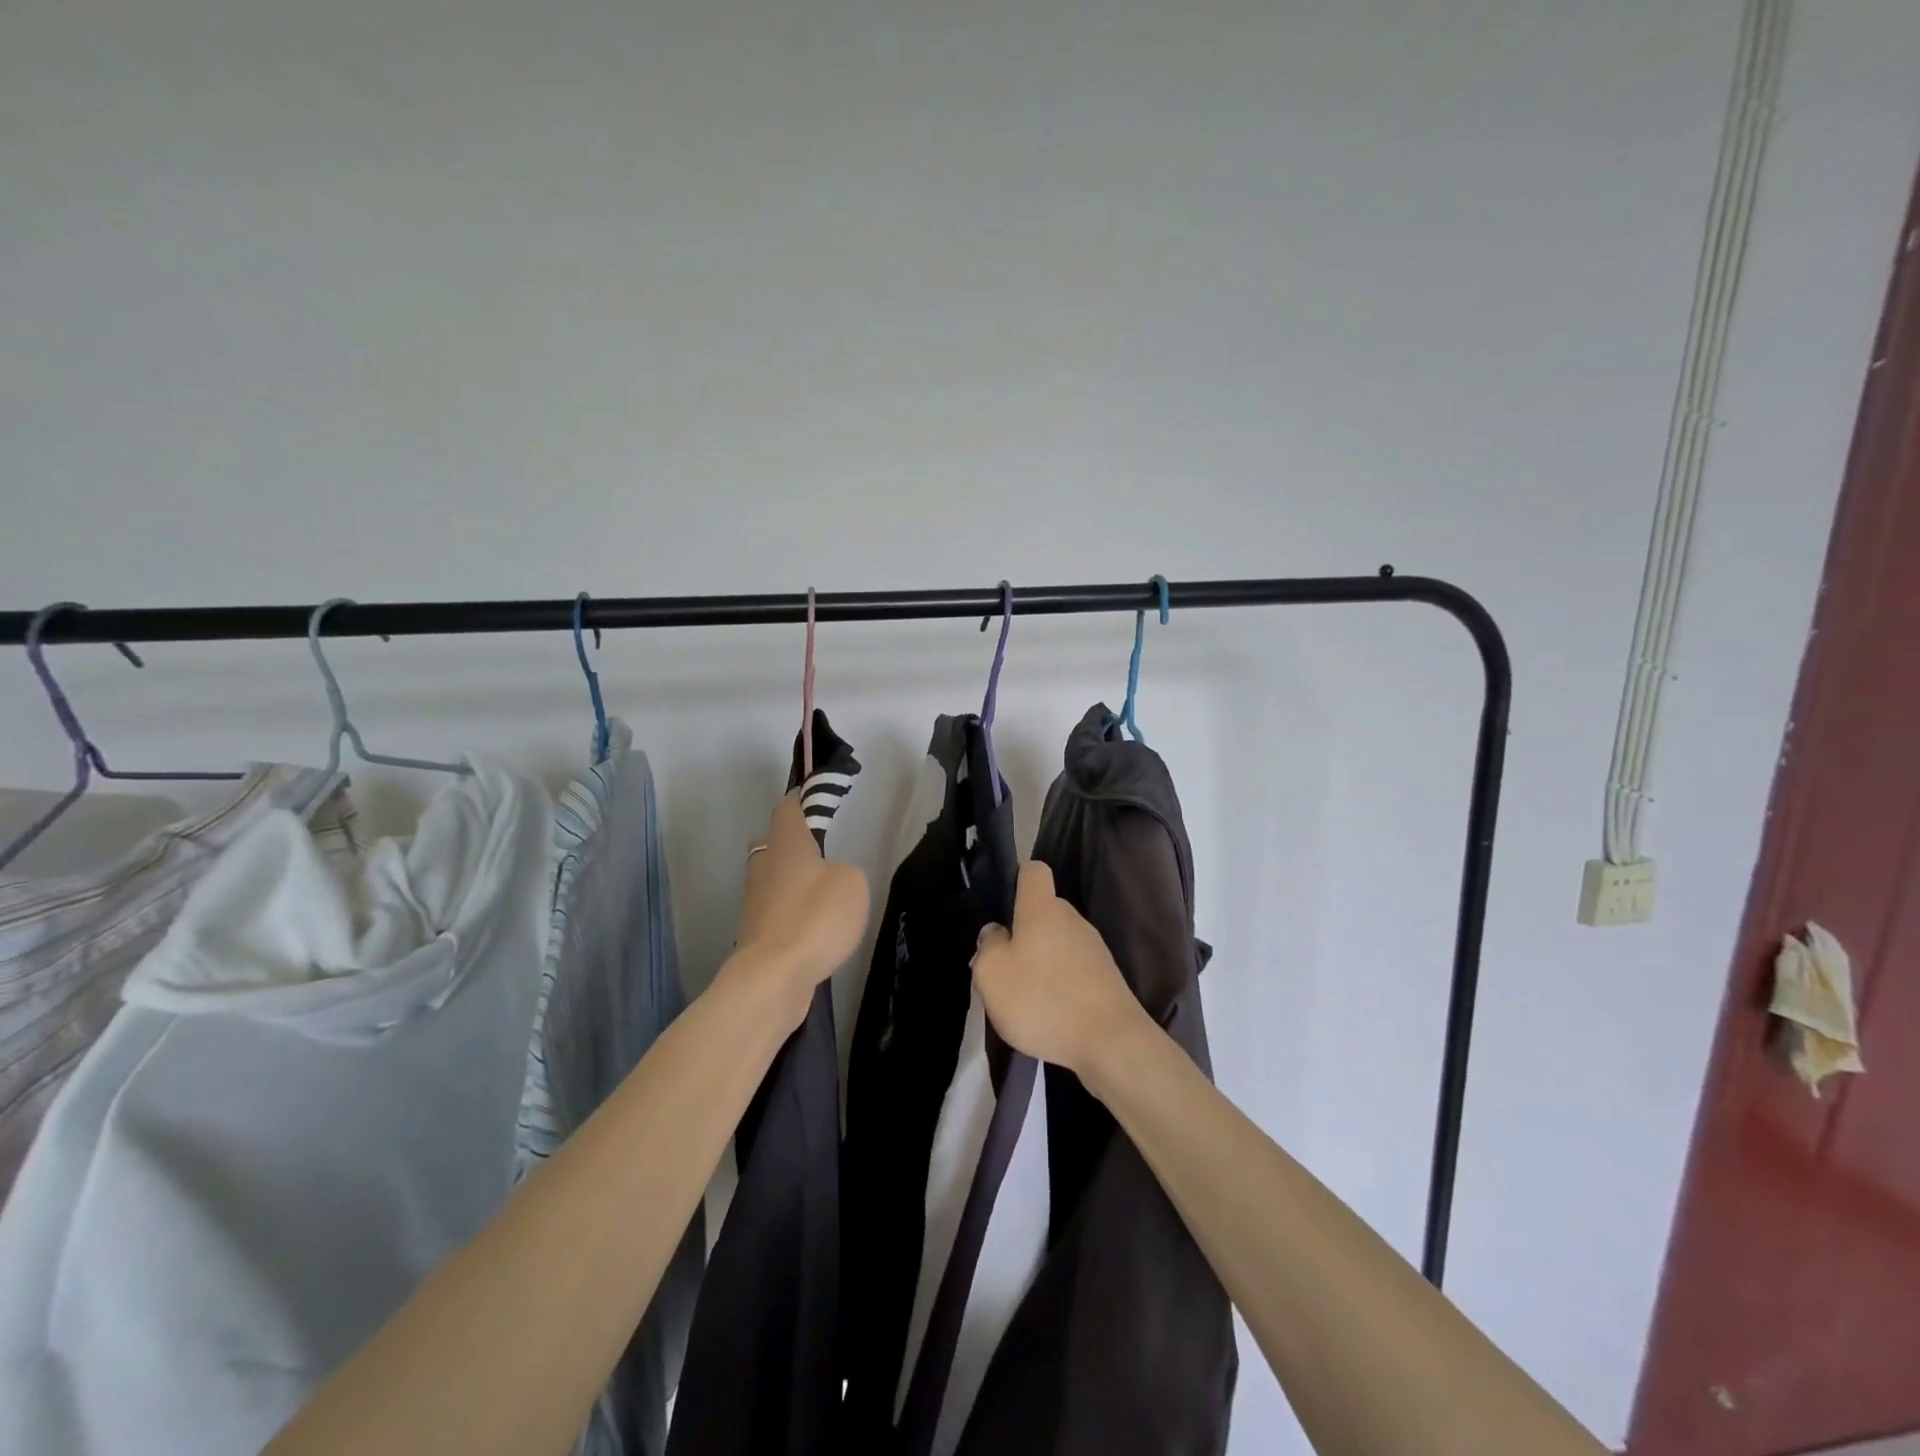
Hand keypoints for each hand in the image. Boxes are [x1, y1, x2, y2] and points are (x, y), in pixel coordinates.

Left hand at [732, 792, 870, 1021]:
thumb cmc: (815, 916)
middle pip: (773, 842)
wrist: (775, 976)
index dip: (801, 800)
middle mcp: (764, 864)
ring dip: (790, 879)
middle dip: (792, 842)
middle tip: (821, 850)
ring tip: (821, 890)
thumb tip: (828, 877)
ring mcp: (755, 899)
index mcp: (786, 842)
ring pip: (772, 876)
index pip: (788, 808)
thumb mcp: (851, 883)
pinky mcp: (756, 930)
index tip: (816, 798)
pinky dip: (790, 909)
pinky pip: (775, 908)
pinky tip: (812, 923)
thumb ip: (843, 870)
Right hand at [972, 860, 1149, 1076]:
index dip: (1016, 877)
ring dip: (1040, 962)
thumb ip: (988, 946)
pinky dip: (1060, 985)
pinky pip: (1073, 969)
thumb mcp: (992, 974)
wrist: (1111, 1043)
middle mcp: (1072, 919)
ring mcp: (1094, 949)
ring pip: (1058, 943)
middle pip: (1043, 911)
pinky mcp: (1107, 978)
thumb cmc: (1043, 999)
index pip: (1033, 870)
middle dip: (1022, 932)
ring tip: (1024, 997)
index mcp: (1042, 908)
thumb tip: (996, 932)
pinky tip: (1050, 1013)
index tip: (1001, 903)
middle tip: (1002, 965)